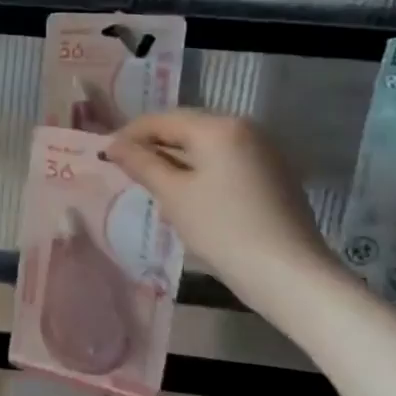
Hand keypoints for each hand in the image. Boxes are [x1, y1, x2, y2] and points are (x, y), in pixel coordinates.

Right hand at [103, 110, 336, 297]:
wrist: (290, 275)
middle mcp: (244, 128)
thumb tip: (112, 145)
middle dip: (153, 146)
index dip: (129, 135)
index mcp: (219, 127)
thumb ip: (141, 163)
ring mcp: (263, 150)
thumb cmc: (223, 230)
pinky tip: (186, 193)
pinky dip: (200, 169)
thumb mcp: (173, 195)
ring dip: (175, 159)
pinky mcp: (273, 173)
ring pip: (205, 145)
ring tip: (151, 183)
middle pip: (185, 128)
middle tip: (125, 169)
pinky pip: (225, 160)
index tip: (105, 155)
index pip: (162, 120)